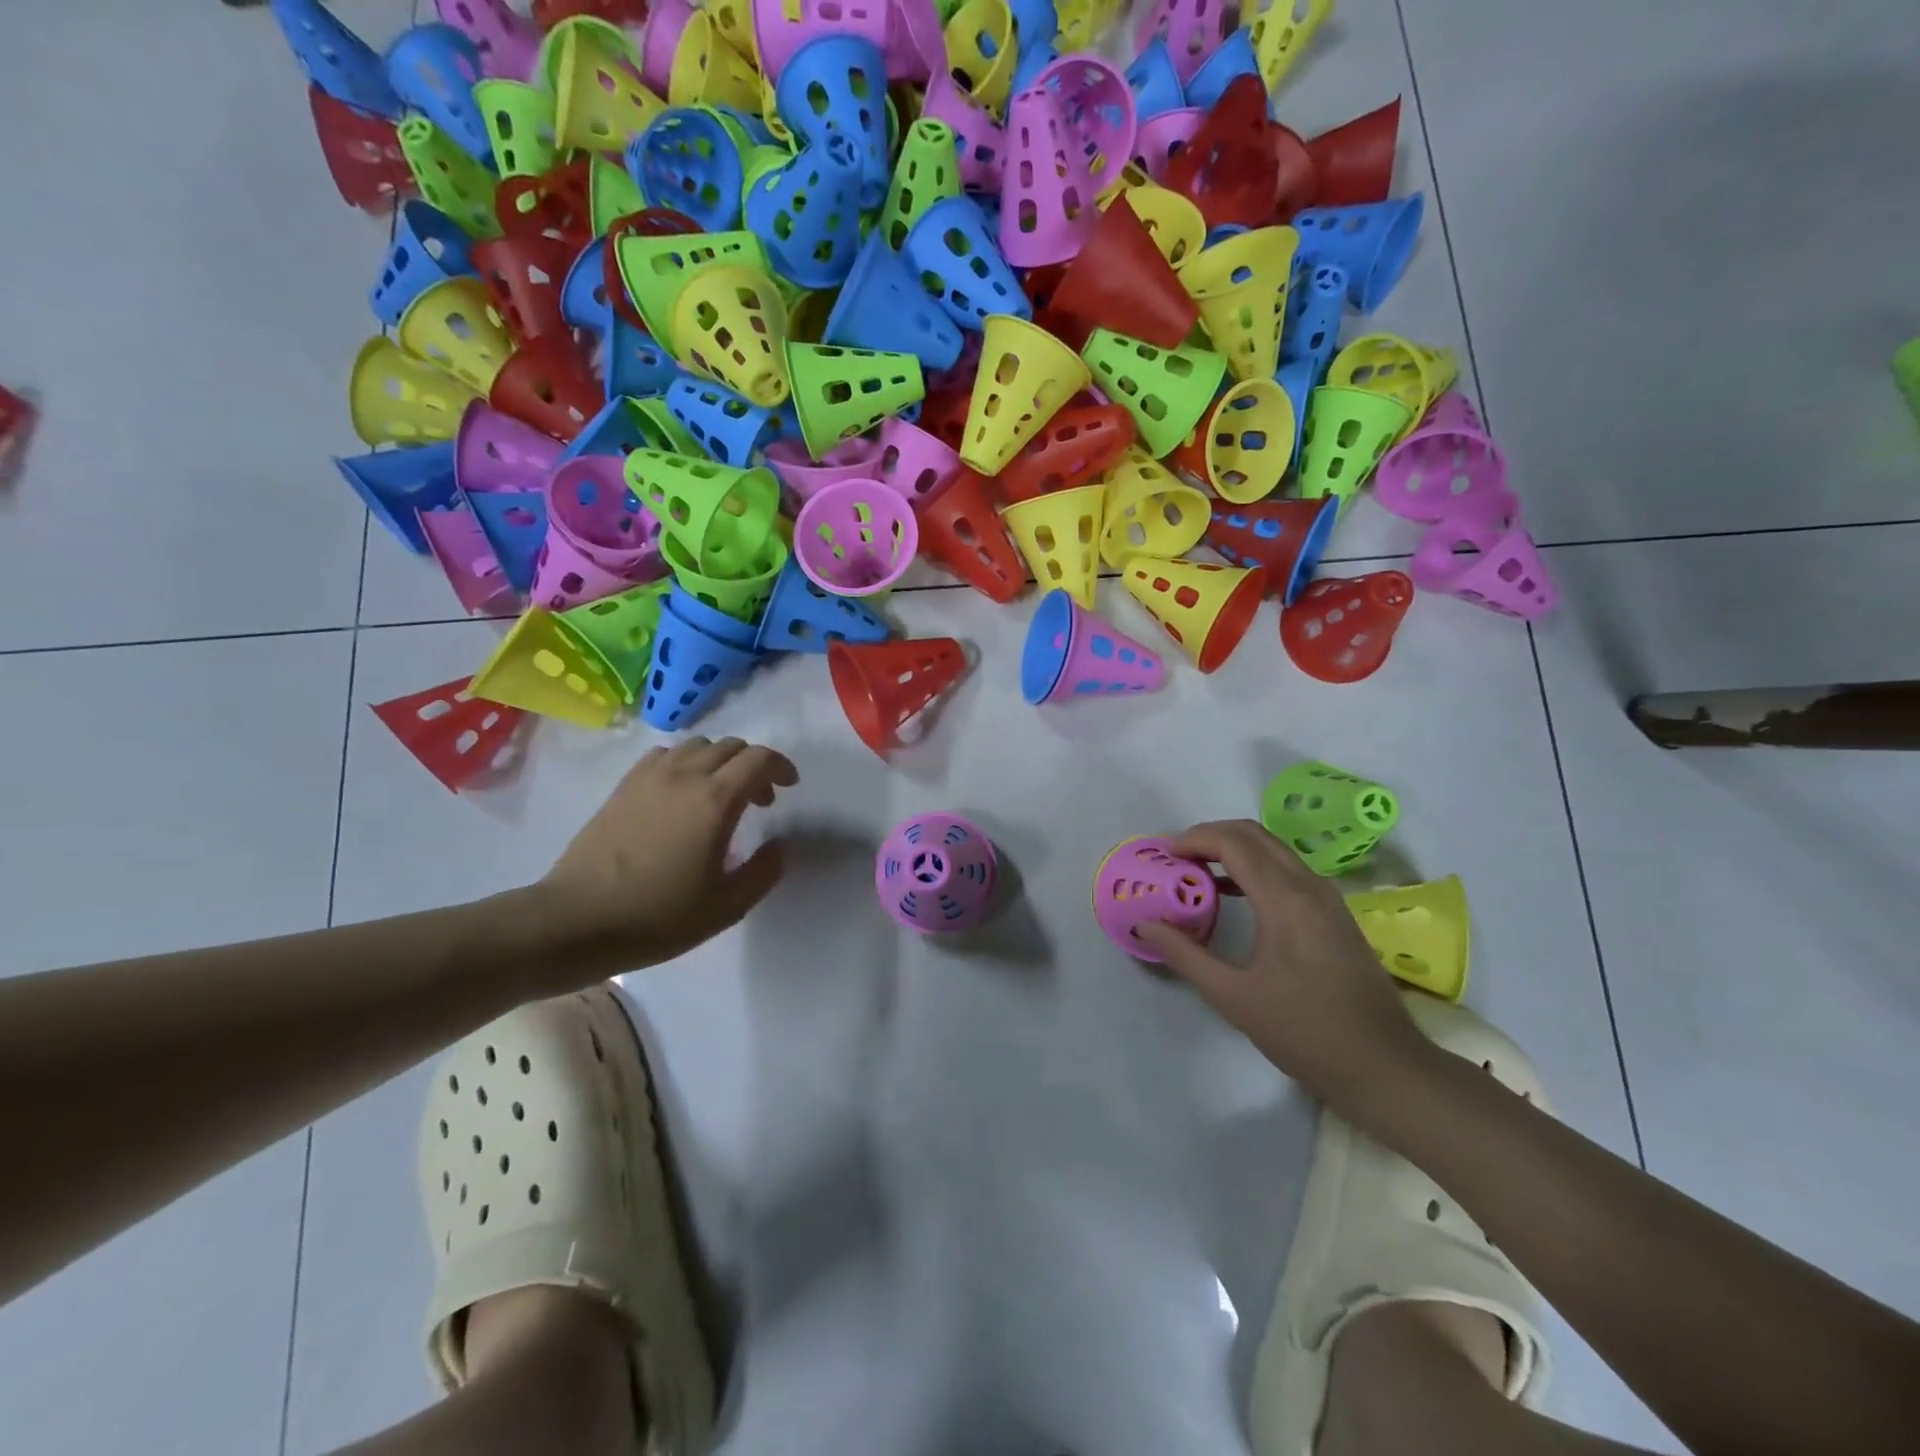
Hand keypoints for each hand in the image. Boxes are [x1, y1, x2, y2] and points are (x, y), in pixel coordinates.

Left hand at [533, 738, 798, 985]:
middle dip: (753, 765)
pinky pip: (664, 756)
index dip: (781, 767)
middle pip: (730, 747)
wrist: (575, 920)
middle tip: (759, 800)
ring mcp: (649, 777)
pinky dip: (684, 764)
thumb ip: (764, 871)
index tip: (789, 787)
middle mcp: (684, 776)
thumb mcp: (727, 906)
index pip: (759, 759)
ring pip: (696, 746)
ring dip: (719, 762)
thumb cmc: (658, 916)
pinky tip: (681, 794)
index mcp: (715, 801)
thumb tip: (779, 846)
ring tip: (720, 794)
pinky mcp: (623, 787)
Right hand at [1135, 820, 1428, 1107]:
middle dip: (1211, 836)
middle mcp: (1309, 885)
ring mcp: (1327, 898)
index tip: (1164, 856)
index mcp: (1284, 899)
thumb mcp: (1233, 997)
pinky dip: (1255, 867)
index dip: (1194, 839)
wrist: (1384, 1066)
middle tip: (1176, 858)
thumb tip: (1145, 926)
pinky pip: (1288, 870)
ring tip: (1197, 872)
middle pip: (1254, 834)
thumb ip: (1185, 955)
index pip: (1233, 843)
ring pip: (1274, 849)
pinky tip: (1233, 894)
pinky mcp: (1335, 913)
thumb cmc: (1304, 1032)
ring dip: (1233, 849)